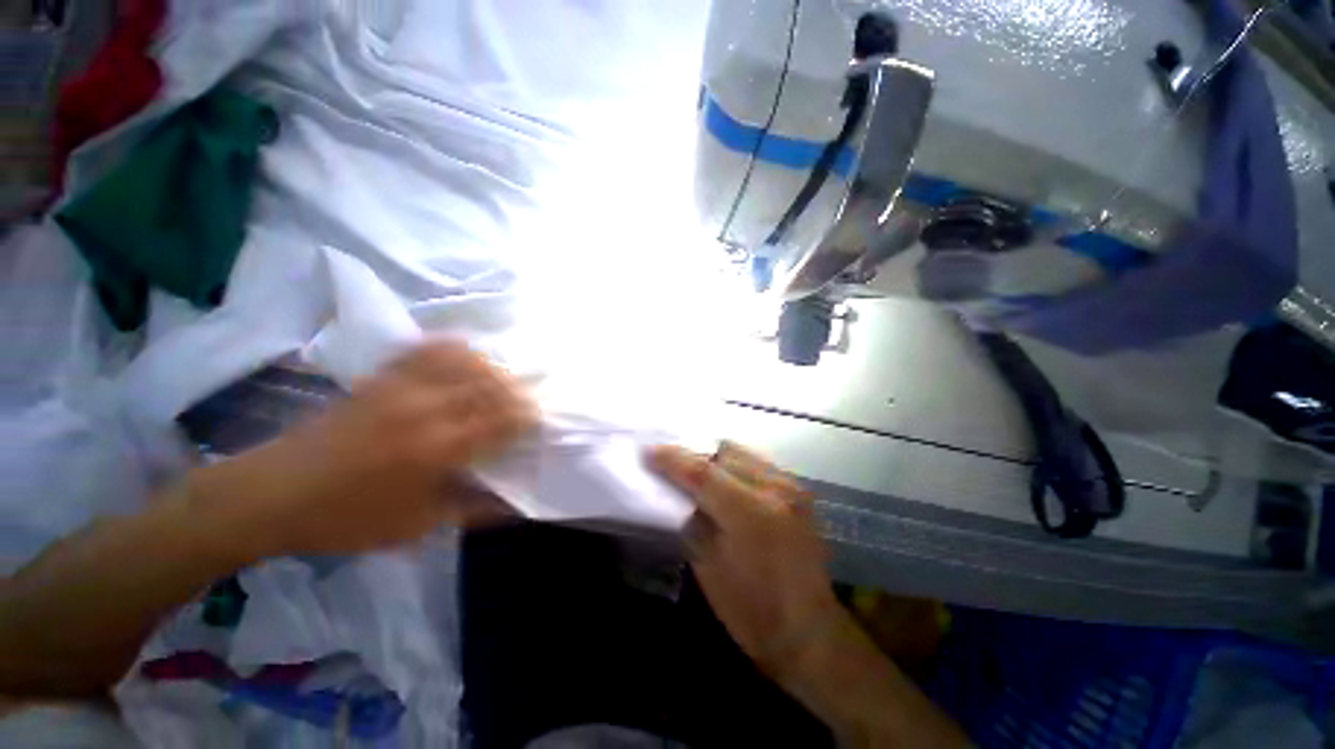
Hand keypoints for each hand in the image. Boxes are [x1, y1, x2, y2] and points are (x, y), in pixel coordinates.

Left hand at [194, 341, 538, 559]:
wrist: (271, 494)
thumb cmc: (347, 518)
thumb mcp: (415, 526)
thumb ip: (472, 510)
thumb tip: (515, 505)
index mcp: (439, 448)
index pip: (501, 421)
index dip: (525, 417)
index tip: (537, 420)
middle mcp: (427, 409)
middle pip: (490, 387)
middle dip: (516, 392)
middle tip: (525, 402)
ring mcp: (402, 388)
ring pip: (465, 363)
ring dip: (491, 369)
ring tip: (500, 381)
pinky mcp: (381, 379)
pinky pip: (426, 351)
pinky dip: (453, 349)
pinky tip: (464, 356)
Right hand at [647, 442, 840, 676]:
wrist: (810, 630)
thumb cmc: (751, 610)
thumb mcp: (708, 566)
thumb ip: (691, 519)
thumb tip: (675, 489)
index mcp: (751, 512)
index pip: (702, 471)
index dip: (672, 458)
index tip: (648, 450)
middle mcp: (775, 488)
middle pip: (723, 452)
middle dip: (692, 453)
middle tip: (669, 462)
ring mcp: (791, 485)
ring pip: (741, 452)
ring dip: (713, 456)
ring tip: (693, 468)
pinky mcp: (797, 489)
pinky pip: (757, 462)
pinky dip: (734, 464)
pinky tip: (722, 478)